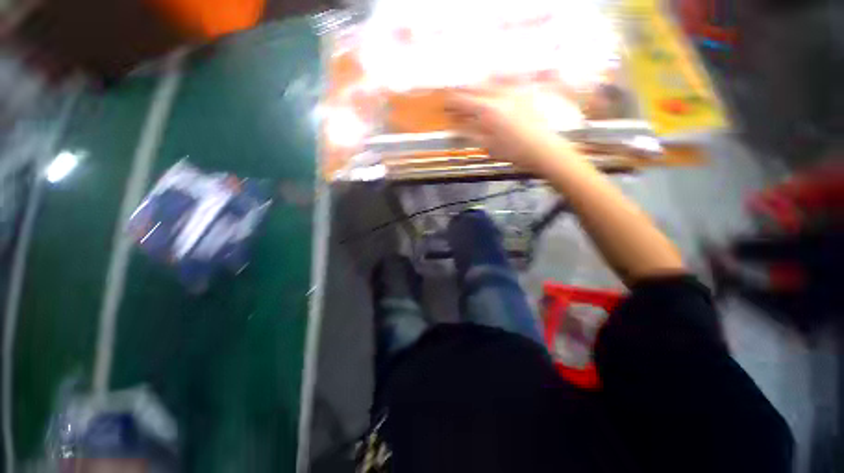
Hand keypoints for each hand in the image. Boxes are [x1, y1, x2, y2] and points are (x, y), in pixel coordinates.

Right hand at [445, 87, 573, 171]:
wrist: (542, 148)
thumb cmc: (512, 151)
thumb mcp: (487, 145)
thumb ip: (470, 132)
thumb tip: (454, 125)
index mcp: (488, 110)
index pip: (463, 101)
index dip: (452, 101)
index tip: (445, 103)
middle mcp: (499, 94)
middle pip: (475, 87)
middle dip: (463, 92)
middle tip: (457, 99)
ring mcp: (514, 89)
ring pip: (491, 79)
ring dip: (479, 84)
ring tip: (475, 92)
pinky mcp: (525, 90)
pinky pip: (509, 77)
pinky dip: (499, 78)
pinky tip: (496, 81)